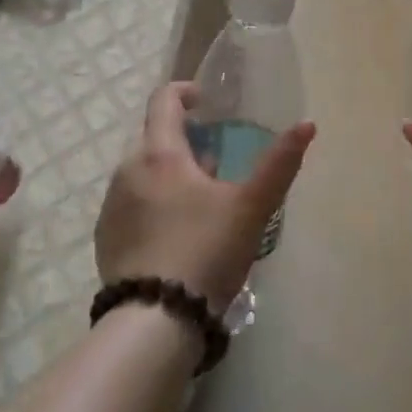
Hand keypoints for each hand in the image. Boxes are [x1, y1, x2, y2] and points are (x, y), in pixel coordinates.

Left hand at [96, 82, 314, 313]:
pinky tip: (173, 237)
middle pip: (154, 138)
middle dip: (183, 143)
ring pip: (141, 174)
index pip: (163, 100)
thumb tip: (306, 124)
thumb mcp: (251, 207)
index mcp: (159, 154)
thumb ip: (280, 163)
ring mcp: (110, 205)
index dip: (185, 92)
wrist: (155, 318)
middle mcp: (127, 170)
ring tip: (198, 205)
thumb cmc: (206, 250)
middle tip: (215, 166)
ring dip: (167, 176)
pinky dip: (151, 205)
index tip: (206, 103)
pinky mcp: (105, 237)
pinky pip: (130, 205)